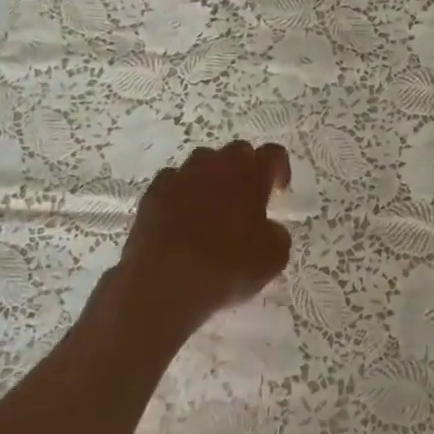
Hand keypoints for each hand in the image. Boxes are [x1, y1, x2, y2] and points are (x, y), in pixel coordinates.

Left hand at [115, 142, 292, 335]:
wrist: (166, 282)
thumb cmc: (227, 266)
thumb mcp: (272, 258)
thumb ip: (277, 234)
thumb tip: (269, 229)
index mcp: (251, 174)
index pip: (274, 153)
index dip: (279, 168)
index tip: (278, 190)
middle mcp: (218, 165)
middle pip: (237, 151)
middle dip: (245, 169)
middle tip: (246, 198)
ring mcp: (182, 175)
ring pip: (202, 161)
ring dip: (211, 177)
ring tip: (211, 205)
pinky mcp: (154, 192)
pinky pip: (172, 181)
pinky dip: (180, 192)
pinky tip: (180, 216)